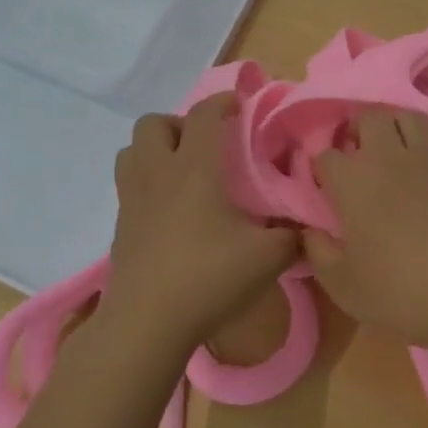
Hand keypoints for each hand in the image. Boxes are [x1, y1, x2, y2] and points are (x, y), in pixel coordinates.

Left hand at [103, 94, 298, 350]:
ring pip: (131, 151)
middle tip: (205, 145)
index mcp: (194, 168)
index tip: (239, 106)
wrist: (146, 324)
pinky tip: (169, 211)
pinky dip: (146, 184)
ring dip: (155, 150)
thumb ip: (292, 236)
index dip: (222, 102)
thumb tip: (307, 227)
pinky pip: (128, 187)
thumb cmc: (208, 278)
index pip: (203, 115)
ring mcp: (133, 200)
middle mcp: (158, 173)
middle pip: (154, 123)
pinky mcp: (120, 228)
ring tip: (181, 171)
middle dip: (179, 124)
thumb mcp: (267, 257)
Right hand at [305, 109, 427, 351]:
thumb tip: (310, 230)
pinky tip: (422, 167)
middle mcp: (387, 156)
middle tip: (356, 156)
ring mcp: (427, 157)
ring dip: (392, 126)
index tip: (325, 187)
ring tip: (390, 149)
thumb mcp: (342, 284)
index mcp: (353, 180)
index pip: (327, 155)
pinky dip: (423, 144)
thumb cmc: (399, 291)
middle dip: (356, 130)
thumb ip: (318, 252)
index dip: (322, 168)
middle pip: (367, 117)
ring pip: (405, 115)